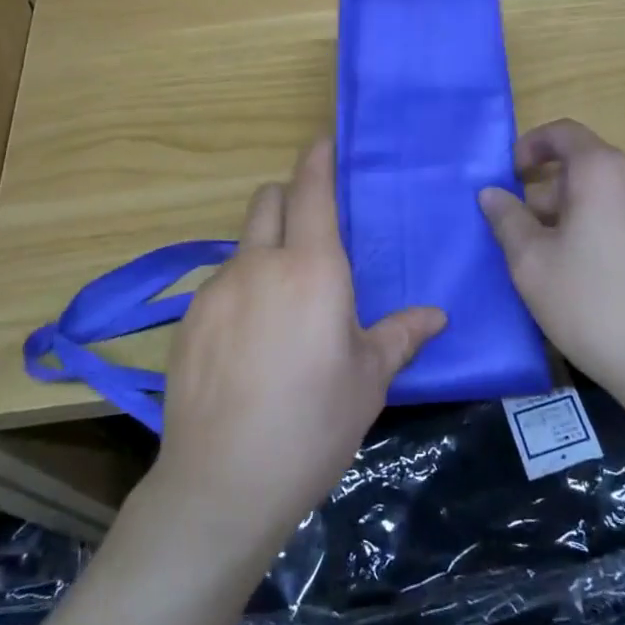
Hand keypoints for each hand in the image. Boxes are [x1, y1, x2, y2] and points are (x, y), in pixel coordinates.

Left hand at [150, 139, 446, 558]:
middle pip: (267, 201)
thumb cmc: (313, 424)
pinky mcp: (188, 320)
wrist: (223, 482)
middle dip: (288, 198)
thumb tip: (436, 316)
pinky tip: (248, 344)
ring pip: (242, 246)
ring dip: (264, 252)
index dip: (317, 160)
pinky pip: (220, 285)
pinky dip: (240, 292)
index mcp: (312, 269)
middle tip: (311, 230)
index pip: (311, 191)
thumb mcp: (369, 380)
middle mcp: (259, 265)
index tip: (323, 142)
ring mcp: (216, 290)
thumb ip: (400, 336)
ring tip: (282, 307)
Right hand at [478, 119, 624, 402]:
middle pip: (587, 165)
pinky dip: (607, 226)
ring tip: (556, 257)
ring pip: (611, 193)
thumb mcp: (531, 262)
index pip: (564, 133)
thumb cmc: (592, 304)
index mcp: (604, 171)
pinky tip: (595, 274)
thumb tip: (491, 193)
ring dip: (577, 211)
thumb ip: (507, 219)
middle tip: (525, 231)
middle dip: (550, 190)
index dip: (531, 145)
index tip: (511, 175)